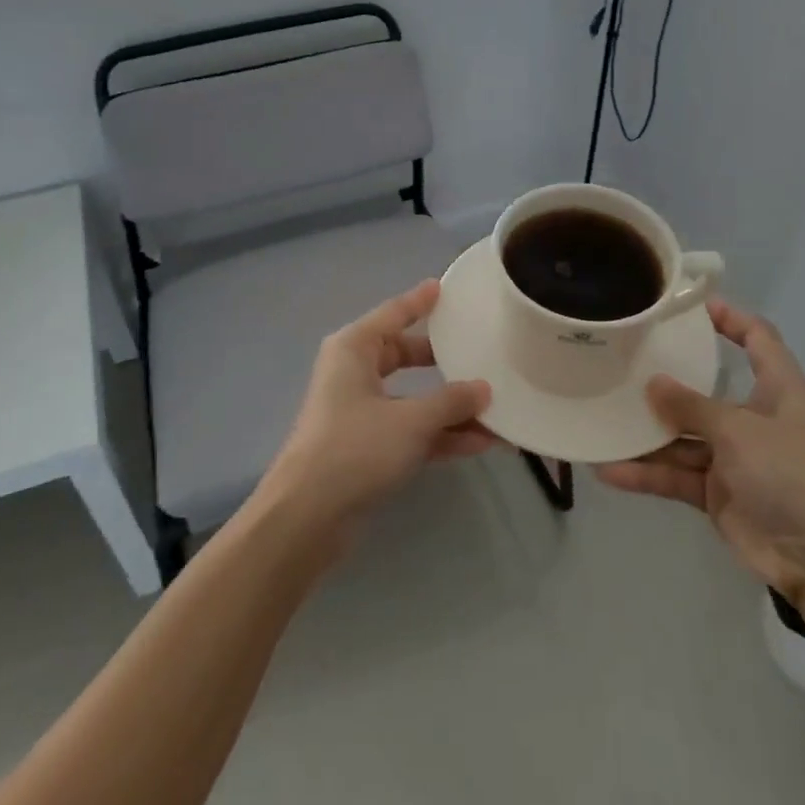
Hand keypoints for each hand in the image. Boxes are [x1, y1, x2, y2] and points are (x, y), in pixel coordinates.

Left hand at [261, 280, 496, 539]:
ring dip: (450, 406)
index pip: (393, 314)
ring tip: (496, 406)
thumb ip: (451, 402)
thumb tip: (484, 389)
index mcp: (354, 349)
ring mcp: (360, 412)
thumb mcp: (411, 421)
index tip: (444, 288)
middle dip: (443, 359)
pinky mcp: (367, 447)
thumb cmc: (355, 448)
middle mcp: (355, 373)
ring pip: (413, 397)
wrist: (308, 516)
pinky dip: (440, 435)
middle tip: (478, 348)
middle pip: (405, 354)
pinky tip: (482, 443)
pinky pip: (411, 430)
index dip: (419, 301)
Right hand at [596, 301, 804, 606]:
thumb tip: (652, 384)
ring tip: (602, 419)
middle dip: (667, 380)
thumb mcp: (740, 430)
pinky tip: (608, 469)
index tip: (691, 305)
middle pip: (706, 390)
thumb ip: (692, 406)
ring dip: (646, 434)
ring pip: (683, 437)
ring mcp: (735, 458)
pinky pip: (676, 475)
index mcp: (779, 390)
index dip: (731, 318)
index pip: (758, 339)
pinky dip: (646, 474)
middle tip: (622, 361)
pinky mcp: (718, 494)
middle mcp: (755, 419)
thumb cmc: (793, 474)